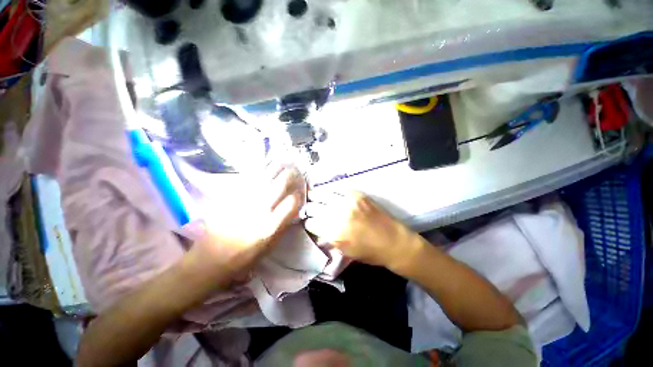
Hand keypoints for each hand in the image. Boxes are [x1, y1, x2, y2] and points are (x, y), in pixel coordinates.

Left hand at [190, 165, 305, 284]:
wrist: (211, 259)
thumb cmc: (244, 258)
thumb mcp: (270, 247)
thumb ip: (283, 225)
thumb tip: (293, 208)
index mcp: (270, 227)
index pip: (291, 203)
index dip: (299, 195)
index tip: (300, 192)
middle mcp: (259, 211)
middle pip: (279, 185)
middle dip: (291, 175)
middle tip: (295, 170)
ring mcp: (244, 202)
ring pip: (264, 178)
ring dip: (276, 168)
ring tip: (283, 162)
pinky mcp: (231, 198)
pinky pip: (248, 180)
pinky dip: (260, 171)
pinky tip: (265, 167)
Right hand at [304, 191, 420, 269]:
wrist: (393, 242)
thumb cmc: (369, 252)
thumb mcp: (344, 251)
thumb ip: (329, 238)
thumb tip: (318, 229)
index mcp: (334, 233)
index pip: (311, 223)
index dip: (309, 223)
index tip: (309, 222)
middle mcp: (338, 215)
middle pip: (314, 207)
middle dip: (309, 208)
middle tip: (308, 208)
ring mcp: (348, 202)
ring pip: (323, 195)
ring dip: (316, 197)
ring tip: (313, 197)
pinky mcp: (357, 195)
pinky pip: (337, 189)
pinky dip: (331, 192)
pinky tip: (329, 194)